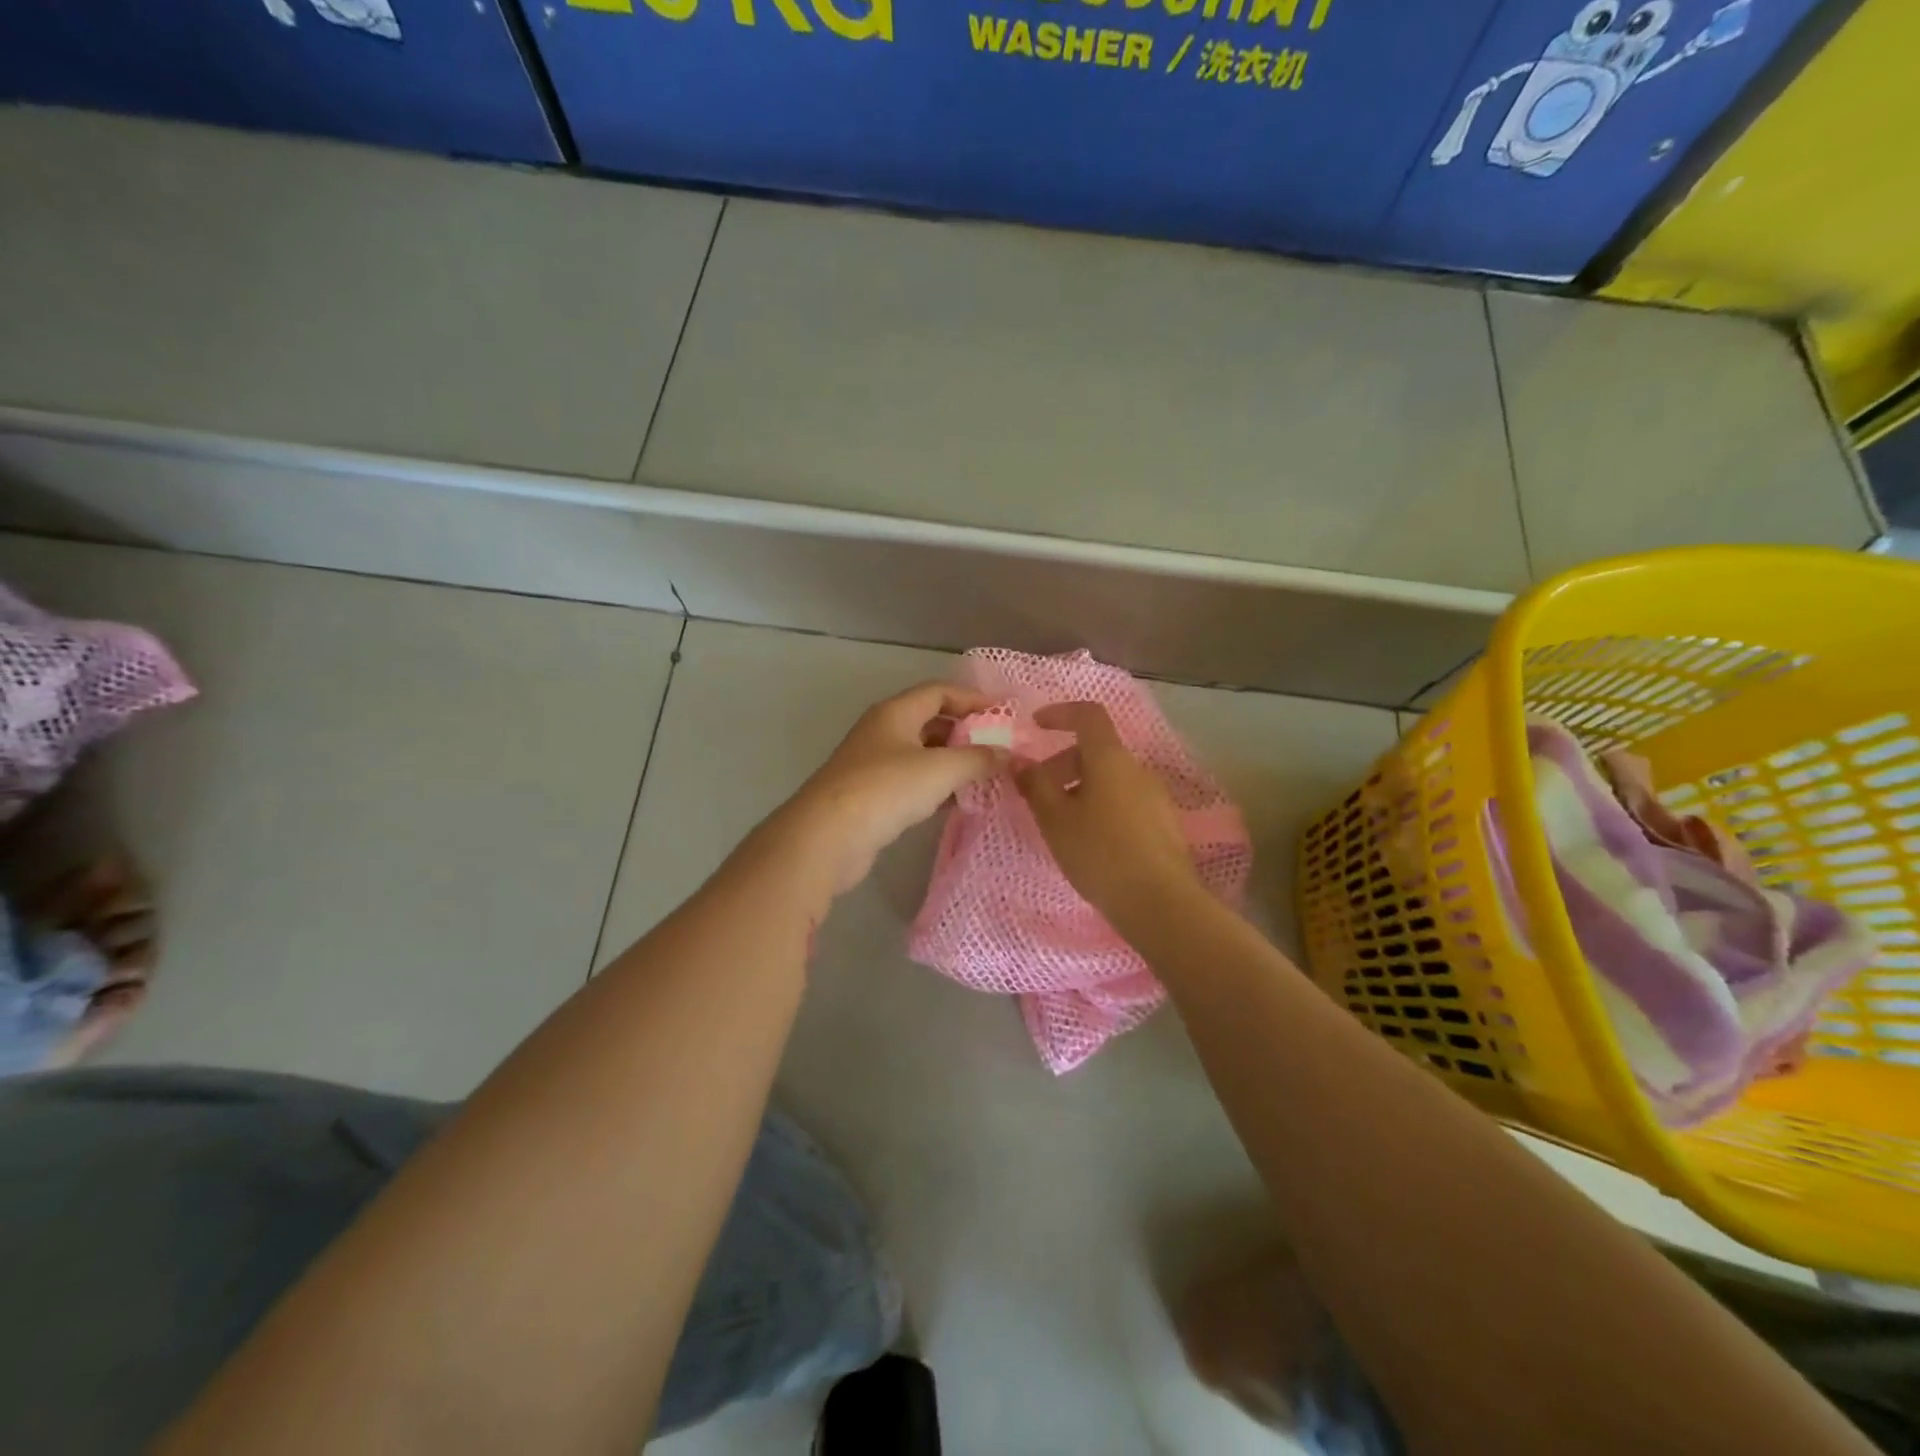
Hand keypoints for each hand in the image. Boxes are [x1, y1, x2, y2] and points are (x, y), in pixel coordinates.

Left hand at [780, 682, 1005, 897]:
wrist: (828, 836)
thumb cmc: (886, 789)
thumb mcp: (941, 769)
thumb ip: (978, 759)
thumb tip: (1007, 754)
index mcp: (895, 713)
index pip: (939, 691)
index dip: (972, 699)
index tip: (1004, 714)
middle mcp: (882, 731)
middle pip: (930, 721)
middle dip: (964, 732)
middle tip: (998, 748)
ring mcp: (873, 764)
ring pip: (921, 754)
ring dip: (952, 762)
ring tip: (984, 776)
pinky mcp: (870, 796)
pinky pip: (911, 782)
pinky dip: (936, 787)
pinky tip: (957, 802)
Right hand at [1015, 702, 1203, 931]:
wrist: (1160, 903)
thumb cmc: (1100, 853)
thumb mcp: (1055, 819)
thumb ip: (1035, 785)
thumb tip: (1019, 760)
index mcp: (1110, 758)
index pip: (1088, 715)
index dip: (1060, 713)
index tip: (1036, 725)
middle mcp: (1137, 768)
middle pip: (1096, 750)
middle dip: (1063, 762)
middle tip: (1038, 793)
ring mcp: (1155, 796)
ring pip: (1110, 778)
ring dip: (1080, 787)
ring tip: (1060, 823)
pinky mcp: (1163, 823)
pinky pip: (1124, 800)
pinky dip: (1100, 805)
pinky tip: (1089, 841)